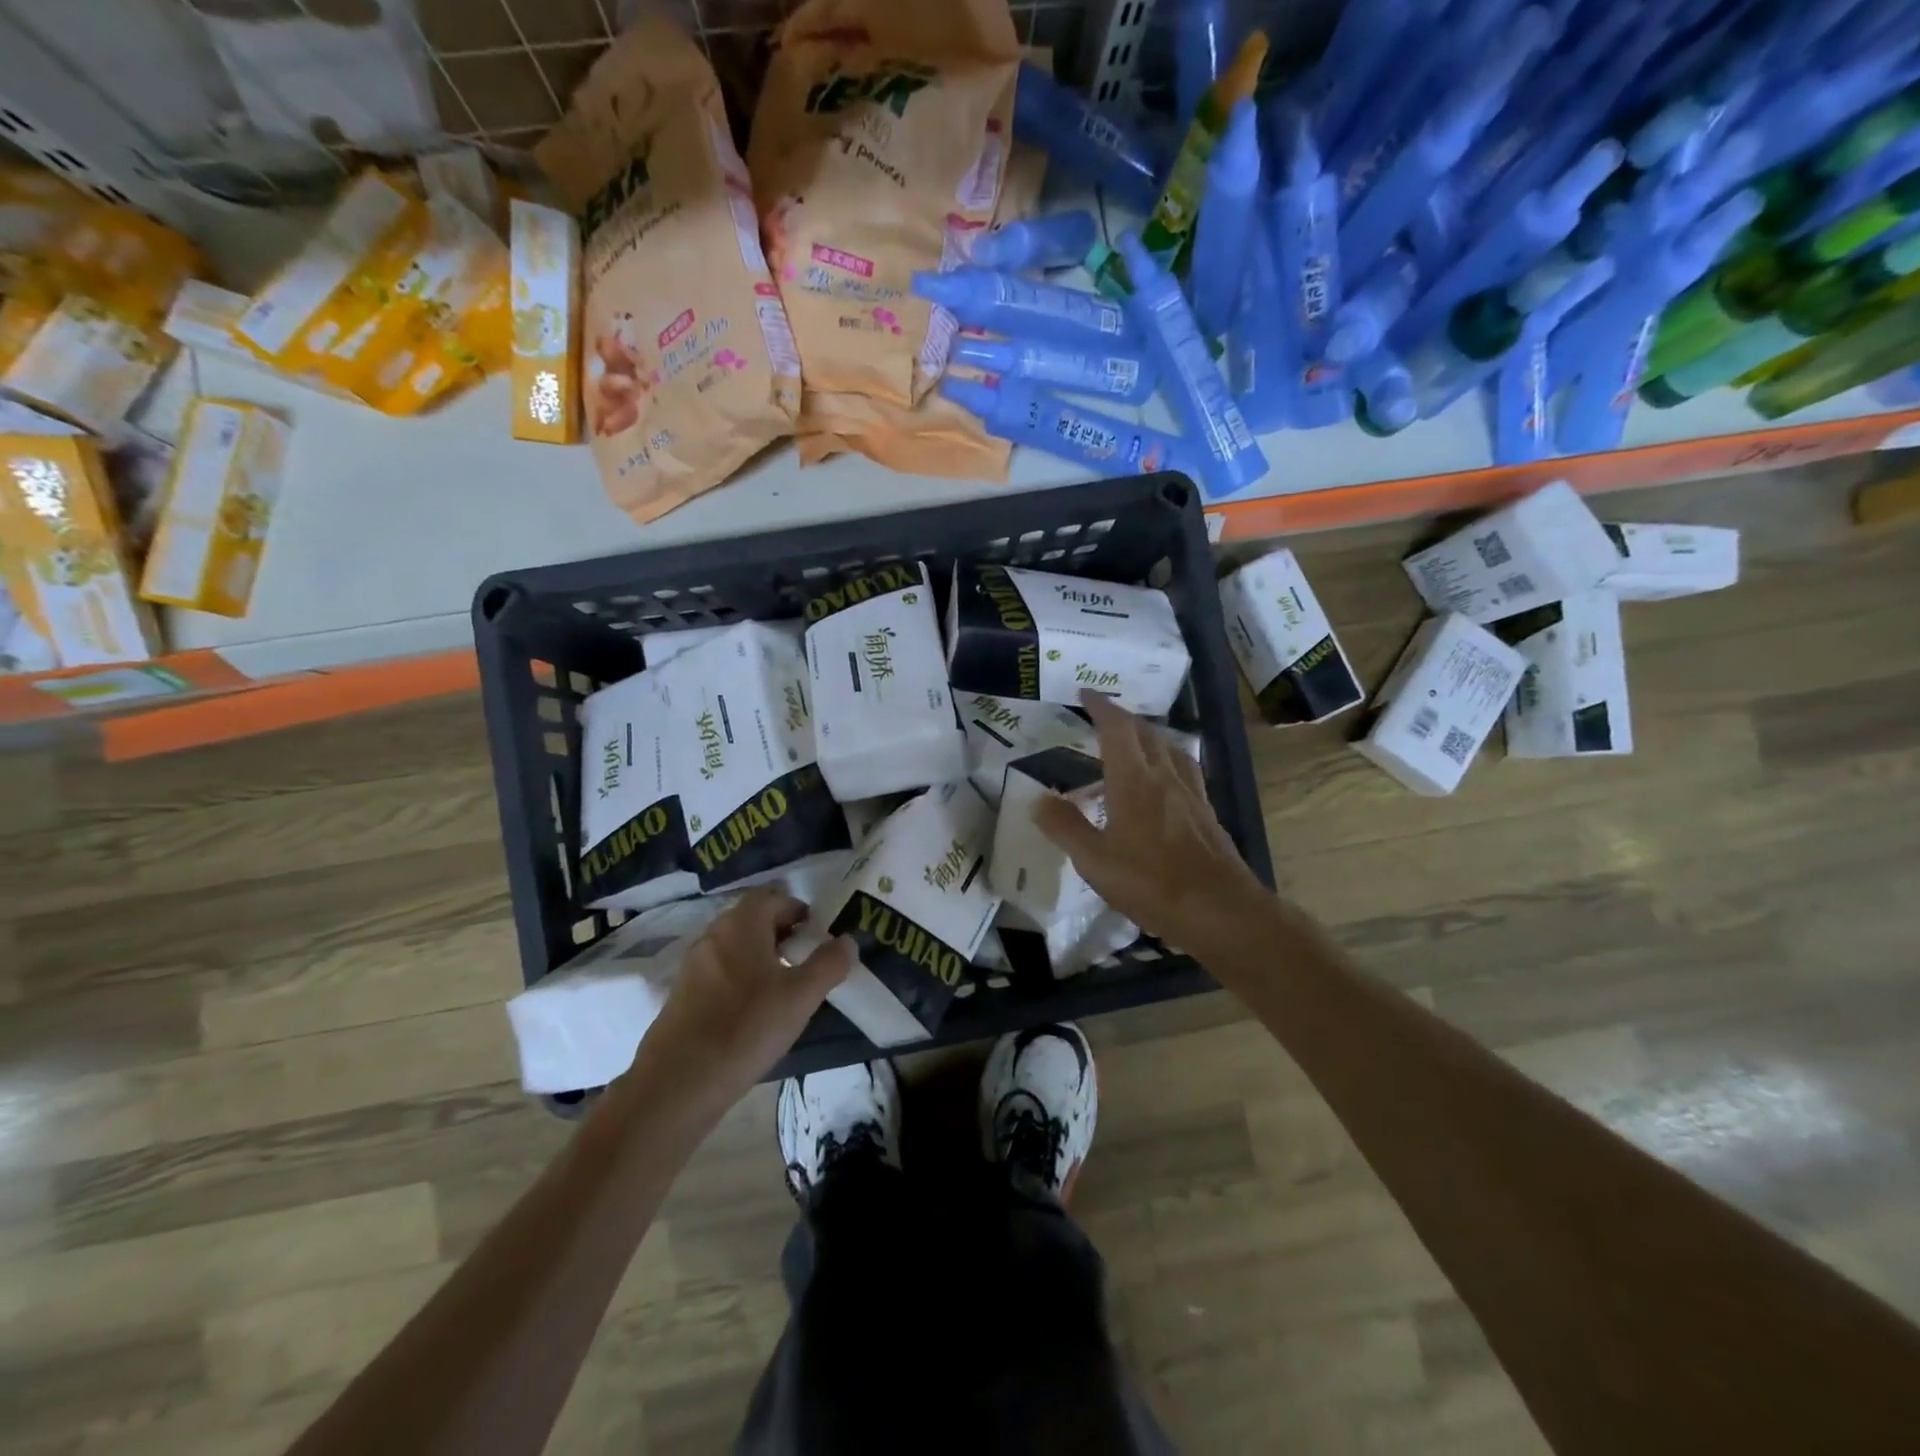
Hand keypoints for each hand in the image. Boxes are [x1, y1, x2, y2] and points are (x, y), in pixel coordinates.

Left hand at [634, 891, 854, 1110]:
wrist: (678, 1083)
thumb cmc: (746, 1028)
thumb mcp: (801, 997)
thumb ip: (829, 964)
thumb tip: (847, 940)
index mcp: (742, 924)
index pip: (773, 898)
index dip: (799, 912)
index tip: (818, 936)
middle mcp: (714, 934)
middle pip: (752, 919)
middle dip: (781, 933)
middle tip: (805, 959)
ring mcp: (693, 964)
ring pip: (735, 946)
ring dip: (760, 956)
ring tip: (783, 987)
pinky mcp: (681, 994)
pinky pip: (718, 971)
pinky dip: (739, 979)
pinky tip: (751, 1012)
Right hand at [1034, 691, 1267, 952]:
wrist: (1220, 910)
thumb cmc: (1151, 883)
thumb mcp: (1095, 861)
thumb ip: (1065, 827)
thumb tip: (1039, 799)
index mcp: (1134, 781)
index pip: (1117, 728)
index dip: (1101, 707)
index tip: (1086, 693)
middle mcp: (1165, 777)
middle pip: (1146, 733)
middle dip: (1123, 719)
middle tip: (1103, 718)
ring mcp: (1191, 794)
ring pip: (1170, 749)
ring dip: (1149, 737)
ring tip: (1135, 744)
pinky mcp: (1207, 813)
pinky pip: (1186, 772)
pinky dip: (1169, 762)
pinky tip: (1166, 782)